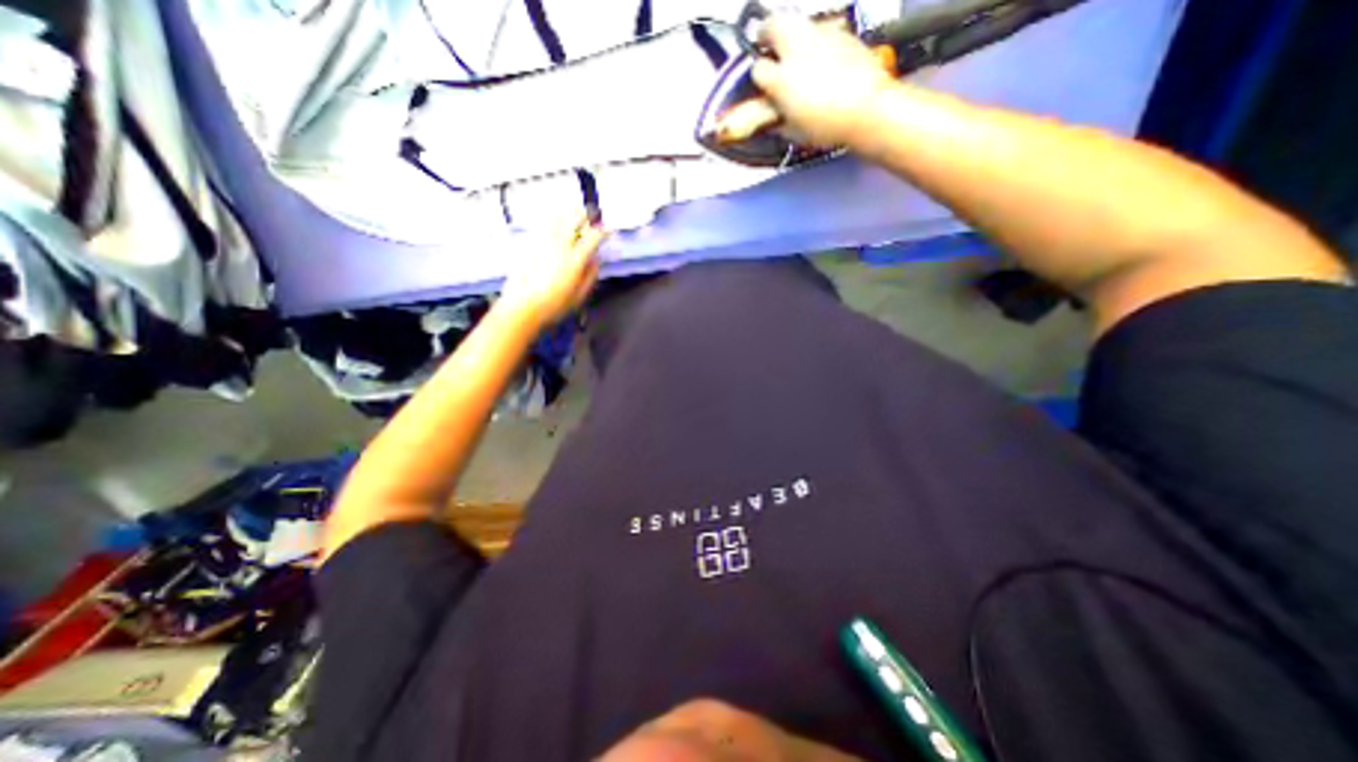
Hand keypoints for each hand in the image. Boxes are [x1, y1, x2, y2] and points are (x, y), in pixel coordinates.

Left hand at [498, 213, 603, 329]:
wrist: (521, 307)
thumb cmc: (554, 306)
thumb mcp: (579, 296)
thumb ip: (590, 276)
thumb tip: (595, 260)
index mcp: (575, 259)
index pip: (593, 237)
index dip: (603, 231)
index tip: (608, 230)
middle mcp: (559, 245)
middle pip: (574, 219)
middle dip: (585, 214)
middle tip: (591, 214)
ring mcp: (541, 241)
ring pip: (556, 216)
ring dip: (568, 213)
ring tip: (573, 213)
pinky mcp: (528, 243)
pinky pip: (543, 224)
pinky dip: (552, 220)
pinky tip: (554, 224)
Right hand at [748, 13, 897, 145]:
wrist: (867, 110)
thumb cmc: (830, 126)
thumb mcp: (795, 131)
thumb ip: (779, 119)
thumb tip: (773, 116)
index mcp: (781, 80)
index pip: (758, 69)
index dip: (757, 77)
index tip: (762, 82)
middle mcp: (797, 51)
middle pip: (772, 25)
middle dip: (766, 33)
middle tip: (765, 41)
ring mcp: (820, 36)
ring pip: (795, 22)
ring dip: (789, 33)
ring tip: (791, 49)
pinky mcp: (840, 33)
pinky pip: (819, 30)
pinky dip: (813, 39)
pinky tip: (818, 57)